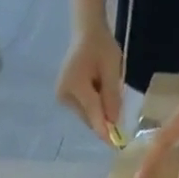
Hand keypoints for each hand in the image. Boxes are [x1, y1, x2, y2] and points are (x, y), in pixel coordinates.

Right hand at [55, 24, 124, 138]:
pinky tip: (97, 90)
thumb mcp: (112, 68)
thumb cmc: (101, 45)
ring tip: (104, 87)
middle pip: (89, 116)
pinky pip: (83, 110)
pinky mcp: (63, 98)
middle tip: (116, 101)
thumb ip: (112, 96)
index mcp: (75, 84)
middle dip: (104, 116)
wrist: (86, 31)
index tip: (115, 145)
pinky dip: (93, 107)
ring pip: (87, 115)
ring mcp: (62, 98)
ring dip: (99, 111)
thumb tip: (114, 122)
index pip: (93, 112)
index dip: (105, 129)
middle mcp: (64, 94)